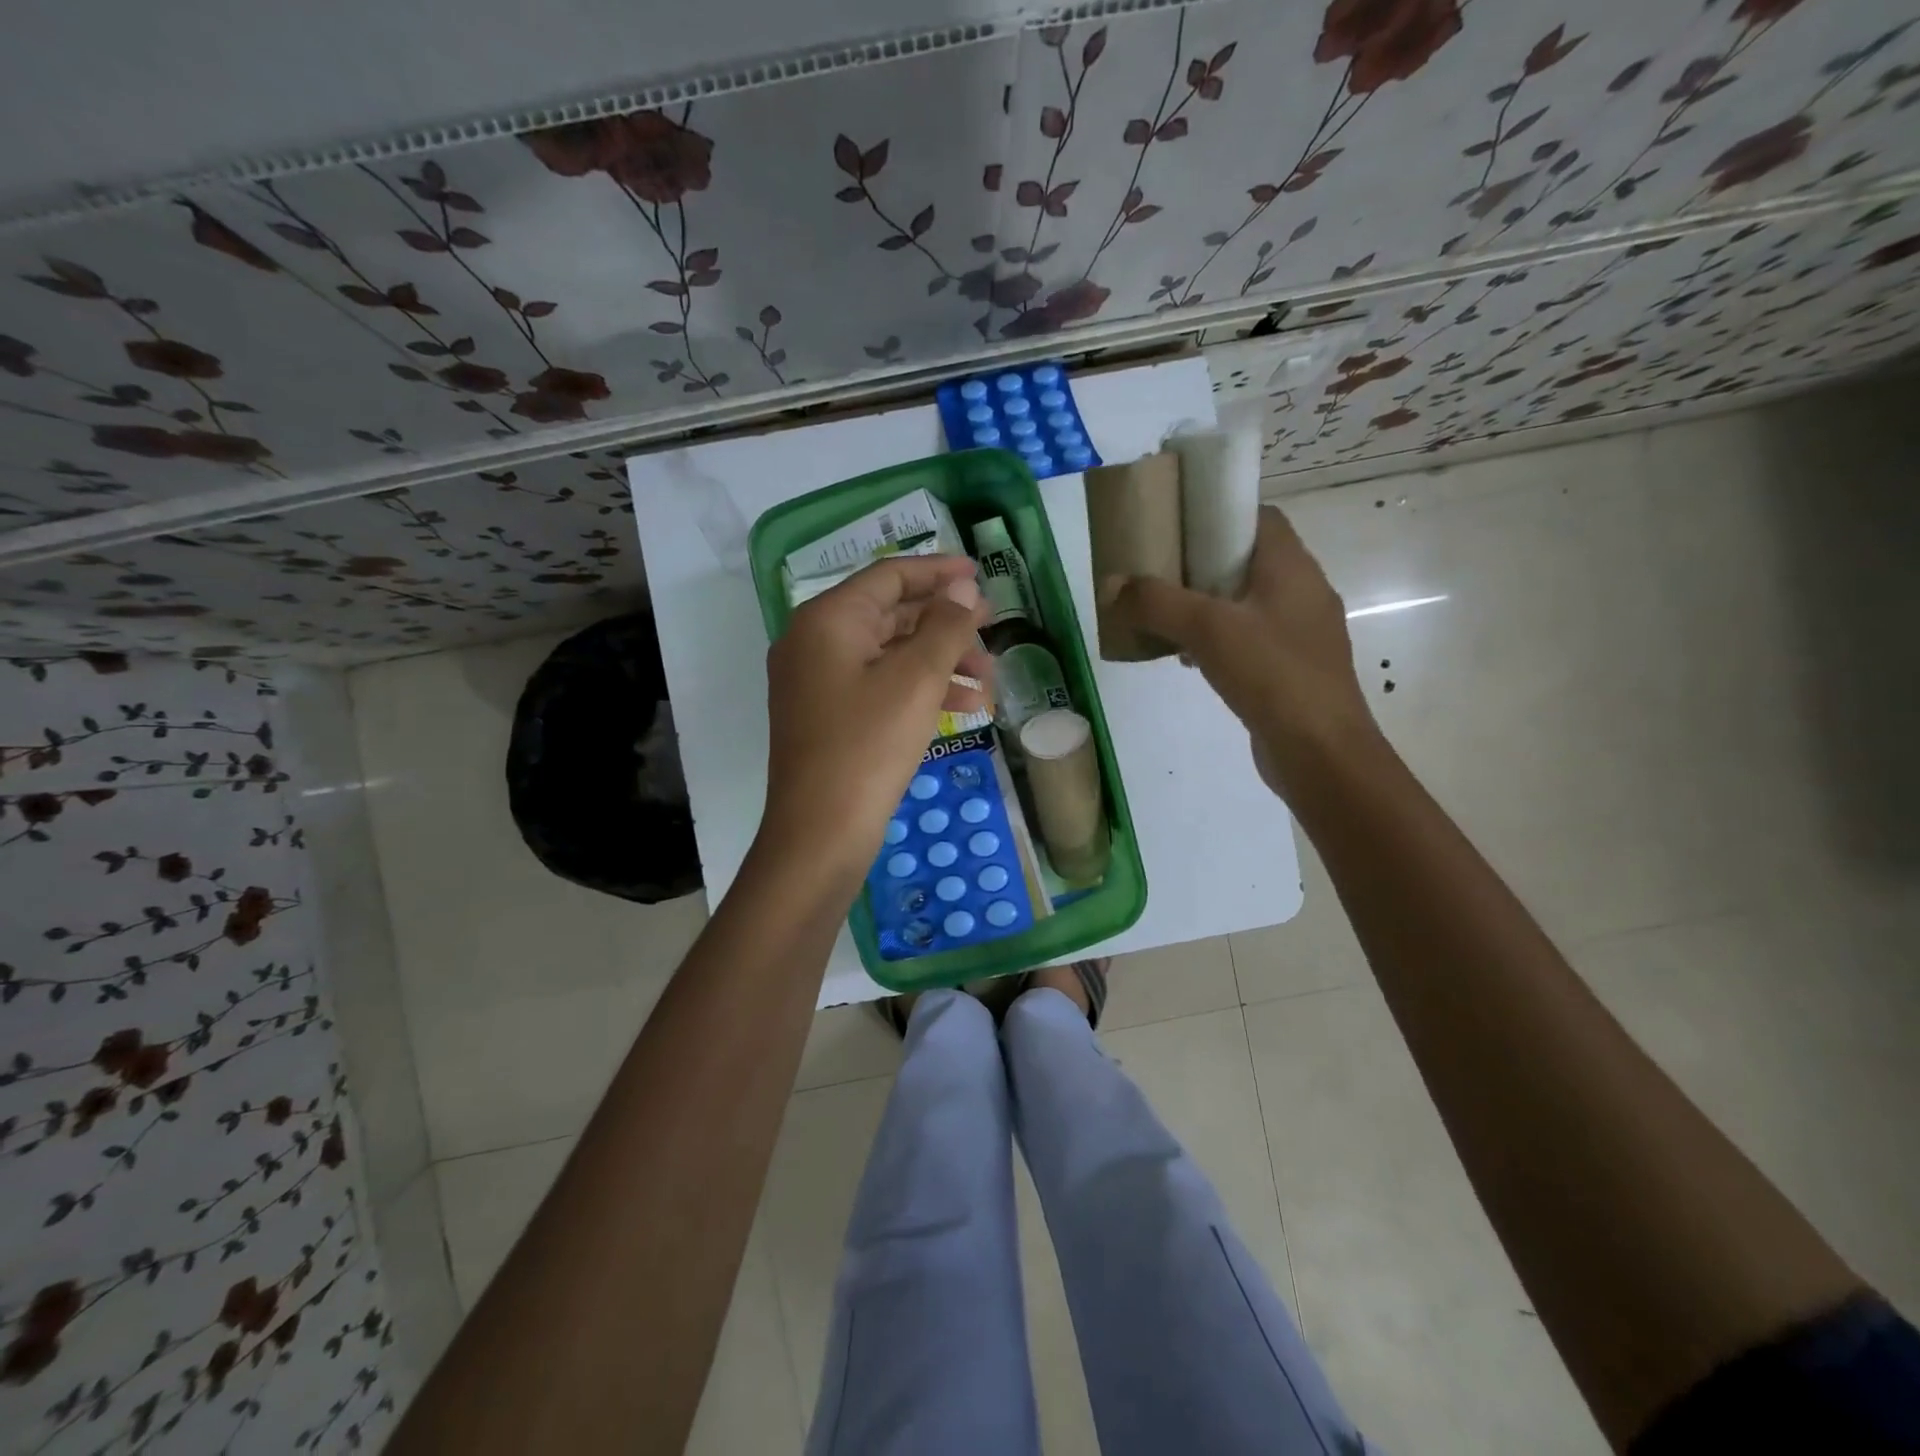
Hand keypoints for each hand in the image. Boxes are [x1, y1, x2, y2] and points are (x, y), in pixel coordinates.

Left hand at [759, 555, 990, 882]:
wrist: (820, 833)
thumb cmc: (868, 747)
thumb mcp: (916, 681)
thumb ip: (945, 627)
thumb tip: (963, 589)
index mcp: (828, 620)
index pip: (889, 577)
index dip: (938, 571)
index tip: (979, 574)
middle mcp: (814, 642)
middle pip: (890, 615)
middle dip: (945, 626)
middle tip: (991, 633)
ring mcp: (817, 682)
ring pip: (888, 655)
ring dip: (939, 662)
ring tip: (987, 682)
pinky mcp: (827, 716)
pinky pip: (878, 686)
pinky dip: (918, 690)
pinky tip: (962, 708)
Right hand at [1105, 505, 1378, 793]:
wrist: (1320, 753)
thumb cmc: (1271, 675)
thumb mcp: (1207, 629)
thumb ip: (1156, 603)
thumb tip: (1110, 584)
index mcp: (1292, 568)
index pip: (1261, 518)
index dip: (1220, 515)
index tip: (1178, 527)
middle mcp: (1304, 593)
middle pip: (1249, 561)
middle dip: (1203, 564)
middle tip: (1160, 573)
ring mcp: (1302, 634)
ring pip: (1247, 603)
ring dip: (1208, 606)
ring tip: (1166, 616)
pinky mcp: (1293, 670)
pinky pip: (1251, 640)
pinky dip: (1220, 640)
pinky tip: (1190, 659)